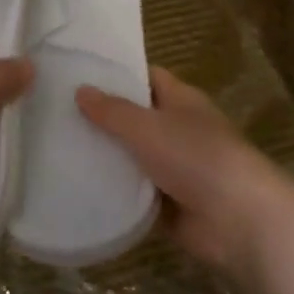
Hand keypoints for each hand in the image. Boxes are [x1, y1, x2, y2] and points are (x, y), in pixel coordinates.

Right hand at [76, 67, 293, 292]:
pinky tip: (76, 187)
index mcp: (182, 101)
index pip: (146, 78)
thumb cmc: (196, 158)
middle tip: (55, 114)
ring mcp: (174, 169)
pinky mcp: (168, 205)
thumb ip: (112, 111)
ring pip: (132, 158)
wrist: (238, 219)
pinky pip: (134, 193)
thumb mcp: (148, 127)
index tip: (78, 73)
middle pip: (135, 119)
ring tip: (57, 149)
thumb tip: (80, 90)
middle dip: (102, 119)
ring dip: (104, 158)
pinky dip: (113, 192)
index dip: (116, 74)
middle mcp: (178, 131)